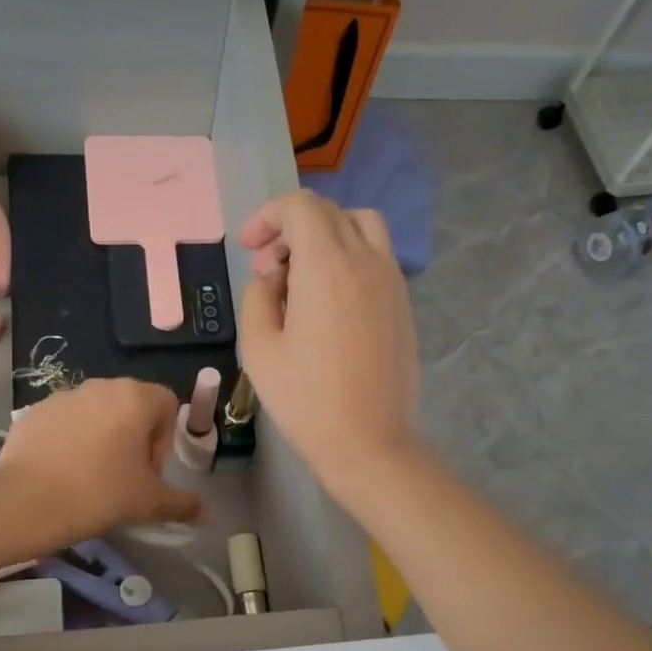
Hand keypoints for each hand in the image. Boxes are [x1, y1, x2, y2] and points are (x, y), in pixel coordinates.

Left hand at [0, 379, 203, 541]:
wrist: (25, 503)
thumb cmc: (99, 495)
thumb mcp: (149, 503)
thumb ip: (183, 504)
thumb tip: (208, 515)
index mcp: (135, 398)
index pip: (167, 404)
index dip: (165, 439)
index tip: (149, 472)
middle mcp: (101, 386)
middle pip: (132, 405)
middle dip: (135, 437)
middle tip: (125, 476)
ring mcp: (64, 395)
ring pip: (98, 412)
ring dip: (104, 437)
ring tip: (92, 476)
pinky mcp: (35, 411)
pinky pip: (66, 421)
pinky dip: (72, 440)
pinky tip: (63, 472)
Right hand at [239, 191, 421, 505]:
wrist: (370, 443)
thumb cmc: (306, 400)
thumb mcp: (260, 348)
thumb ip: (259, 297)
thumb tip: (275, 278)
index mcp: (327, 266)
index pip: (300, 207)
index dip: (267, 216)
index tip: (248, 248)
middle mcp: (366, 260)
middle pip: (330, 213)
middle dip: (291, 228)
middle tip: (268, 269)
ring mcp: (392, 281)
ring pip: (361, 227)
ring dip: (325, 236)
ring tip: (302, 276)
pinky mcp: (403, 304)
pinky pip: (376, 256)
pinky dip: (349, 257)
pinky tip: (329, 301)